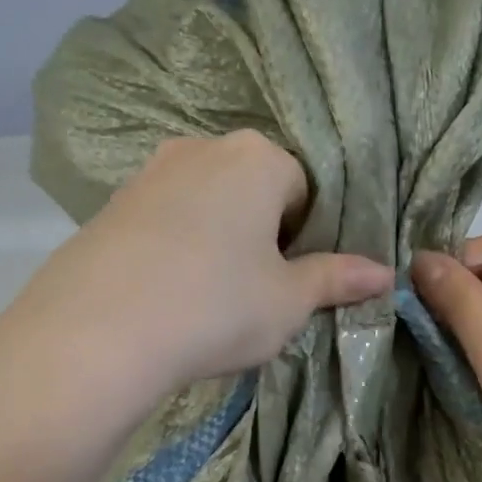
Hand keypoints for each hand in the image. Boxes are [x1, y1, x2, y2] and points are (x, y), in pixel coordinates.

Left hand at [0, 132, 392, 408]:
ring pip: (206, 203)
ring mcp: (149, 173)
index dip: (306, 236)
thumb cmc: (216, 306)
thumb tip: (386, 273)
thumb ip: (337, 280)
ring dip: (218, 240)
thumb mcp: (288, 302)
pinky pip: (163, 220)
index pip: (304, 187)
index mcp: (257, 158)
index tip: (292, 279)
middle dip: (262, 233)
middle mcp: (201, 148)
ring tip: (208, 295)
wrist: (96, 332)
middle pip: (253, 189)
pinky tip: (167, 292)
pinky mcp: (110, 205)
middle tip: (255, 290)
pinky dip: (175, 248)